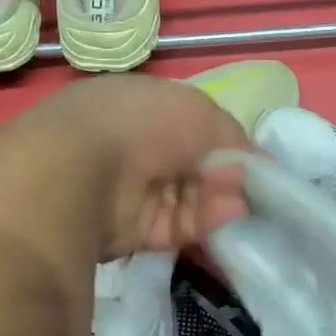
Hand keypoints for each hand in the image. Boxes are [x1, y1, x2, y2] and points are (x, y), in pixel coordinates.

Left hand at [17, 75, 251, 258]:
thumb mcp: (201, 113)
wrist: (78, 174)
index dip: (225, 142)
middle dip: (225, 176)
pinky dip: (202, 223)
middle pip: (190, 165)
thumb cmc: (141, 125)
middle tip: (254, 187)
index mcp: (137, 105)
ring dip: (218, 201)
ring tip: (244, 204)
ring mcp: (126, 190)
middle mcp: (130, 145)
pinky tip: (228, 218)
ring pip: (186, 198)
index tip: (256, 161)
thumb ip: (233, 139)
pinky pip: (175, 226)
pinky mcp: (126, 230)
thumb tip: (256, 166)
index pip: (190, 125)